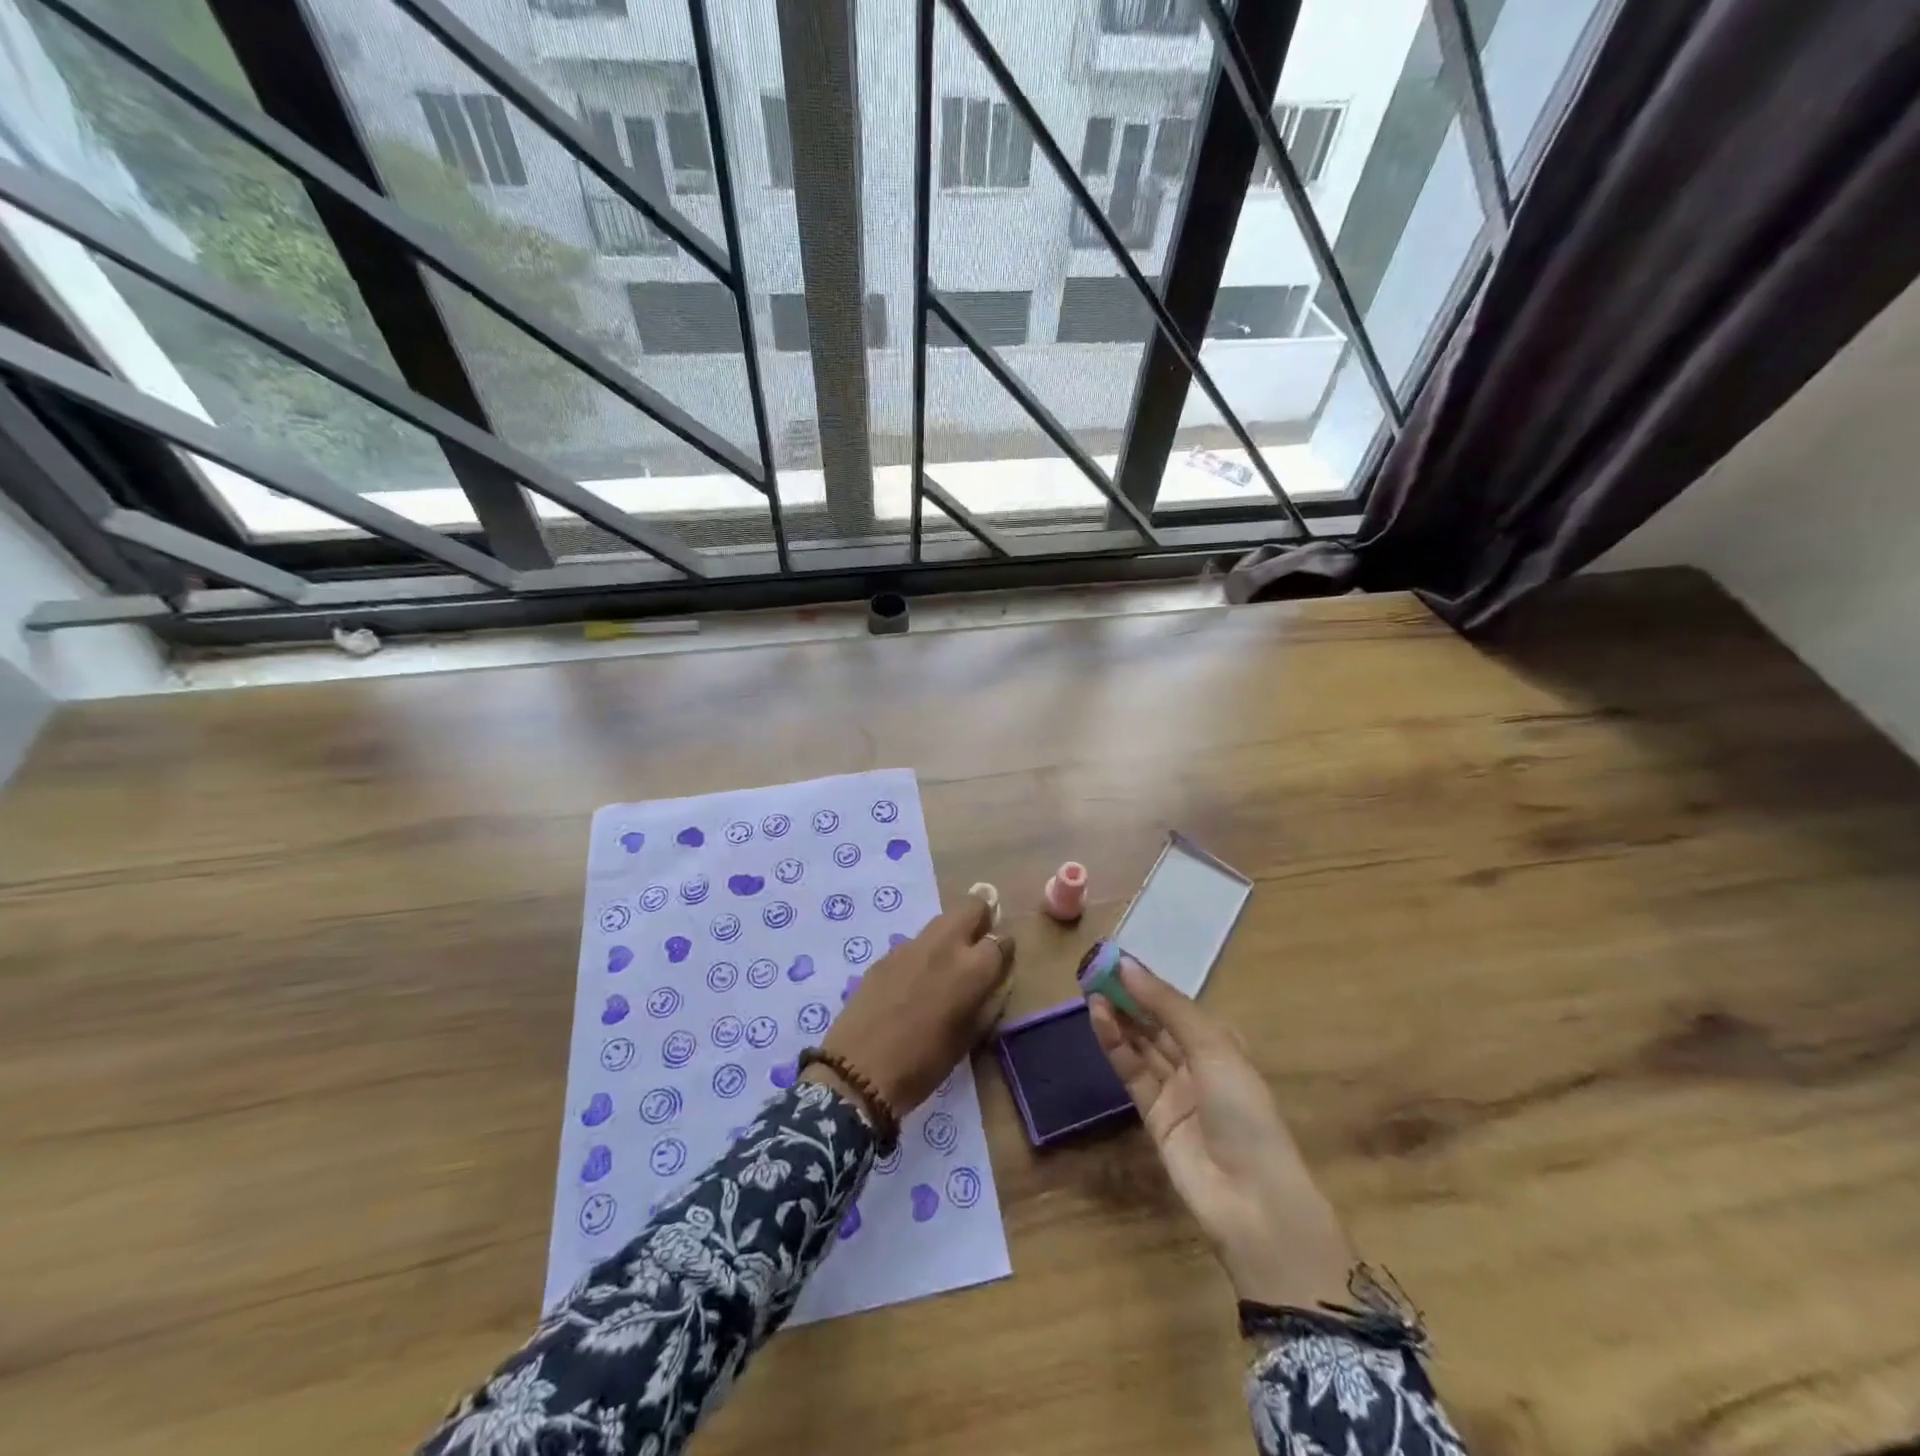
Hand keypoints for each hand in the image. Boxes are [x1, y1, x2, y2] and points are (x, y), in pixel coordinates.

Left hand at [809, 893, 1012, 1115]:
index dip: (1004, 951)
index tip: (1001, 963)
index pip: (1001, 940)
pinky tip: (914, 982)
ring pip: (942, 920)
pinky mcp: (886, 954)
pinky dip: (923, 953)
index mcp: (972, 968)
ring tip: (946, 965)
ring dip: (951, 933)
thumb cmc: (924, 1065)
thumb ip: (986, 1002)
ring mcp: (911, 945)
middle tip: (978, 943)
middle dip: (981, 917)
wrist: (859, 1072)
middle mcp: (945, 945)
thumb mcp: (968, 1038)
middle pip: (971, 906)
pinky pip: (915, 943)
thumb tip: (991, 983)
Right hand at [1089, 959, 1355, 1308]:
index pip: (1178, 1005)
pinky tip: (1099, 1018)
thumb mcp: (1213, 1047)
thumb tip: (1127, 965)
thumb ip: (1167, 1006)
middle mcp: (1197, 1062)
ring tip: (1091, 989)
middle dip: (1129, 997)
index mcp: (1221, 1043)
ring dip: (1118, 1016)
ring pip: (1140, 1044)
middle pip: (1156, 1022)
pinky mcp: (1151, 1114)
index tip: (1117, 959)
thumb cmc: (1243, 1111)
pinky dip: (1114, 1044)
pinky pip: (1130, 1070)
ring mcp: (1174, 1089)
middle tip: (1095, 970)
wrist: (1251, 1200)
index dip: (1149, 983)